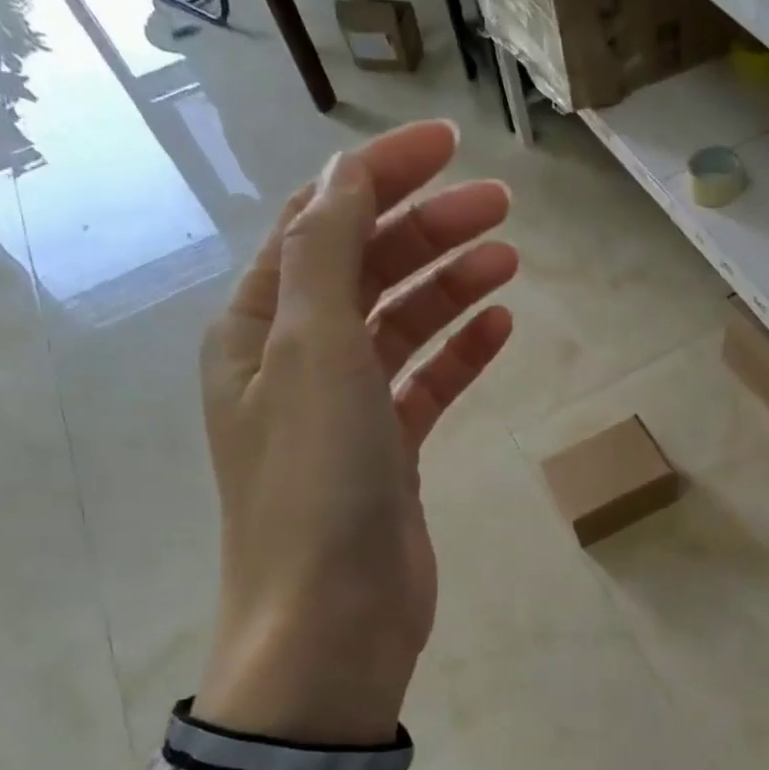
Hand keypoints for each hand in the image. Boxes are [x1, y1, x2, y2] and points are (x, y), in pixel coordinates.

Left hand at [197, 121, 516, 744]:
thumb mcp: (314, 356)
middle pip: (367, 270)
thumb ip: (326, 257)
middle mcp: (296, 361)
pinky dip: (460, 352)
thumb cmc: (316, 485)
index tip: (449, 146)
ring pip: (401, 325)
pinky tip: (501, 328)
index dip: (379, 176)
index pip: (320, 225)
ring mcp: (344, 410)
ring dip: (450, 286)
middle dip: (428, 229)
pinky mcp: (388, 452)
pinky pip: (425, 384)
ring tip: (508, 259)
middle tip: (501, 205)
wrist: (332, 624)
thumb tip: (344, 176)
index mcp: (260, 328)